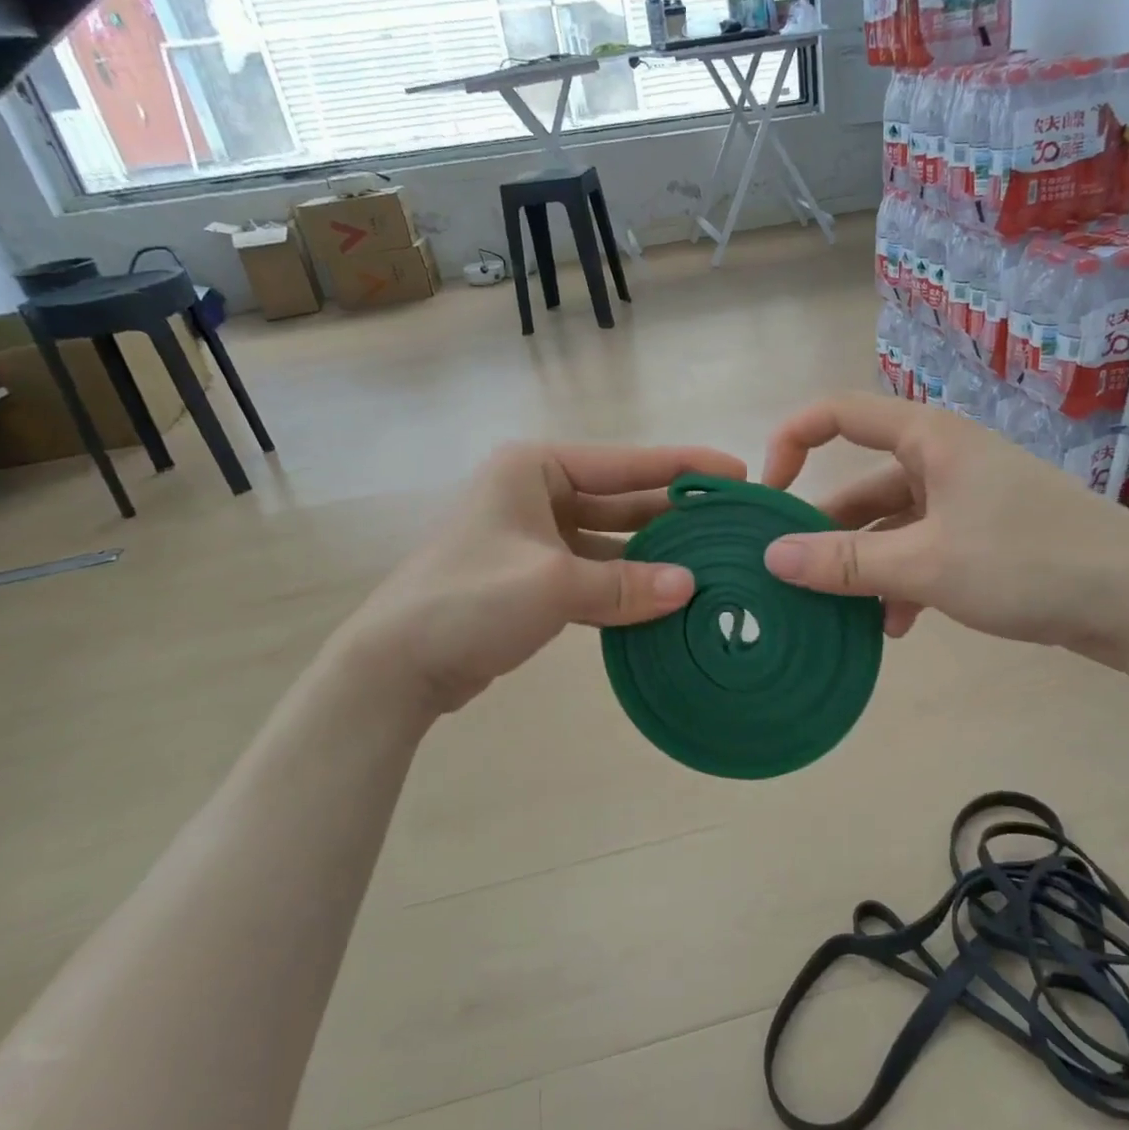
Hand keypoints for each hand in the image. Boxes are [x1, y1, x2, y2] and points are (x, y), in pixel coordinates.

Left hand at [332, 441, 745, 713]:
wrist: (394, 666)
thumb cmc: (470, 600)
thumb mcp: (555, 586)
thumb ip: (627, 584)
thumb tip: (691, 588)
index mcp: (534, 469)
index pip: (624, 463)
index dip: (682, 466)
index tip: (734, 472)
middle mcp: (535, 493)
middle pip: (619, 500)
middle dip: (670, 514)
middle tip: (728, 523)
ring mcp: (532, 538)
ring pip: (608, 540)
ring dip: (650, 555)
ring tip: (707, 562)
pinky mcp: (531, 578)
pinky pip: (591, 574)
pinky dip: (623, 586)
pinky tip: (664, 599)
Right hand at [759, 395, 1128, 664]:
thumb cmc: (1028, 561)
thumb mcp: (926, 563)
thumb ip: (846, 563)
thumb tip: (772, 557)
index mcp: (929, 439)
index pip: (839, 414)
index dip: (792, 441)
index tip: (768, 493)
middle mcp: (943, 459)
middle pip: (863, 484)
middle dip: (828, 530)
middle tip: (794, 575)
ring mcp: (967, 499)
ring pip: (892, 526)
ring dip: (865, 567)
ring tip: (840, 614)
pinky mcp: (986, 536)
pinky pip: (923, 551)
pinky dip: (902, 583)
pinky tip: (895, 627)